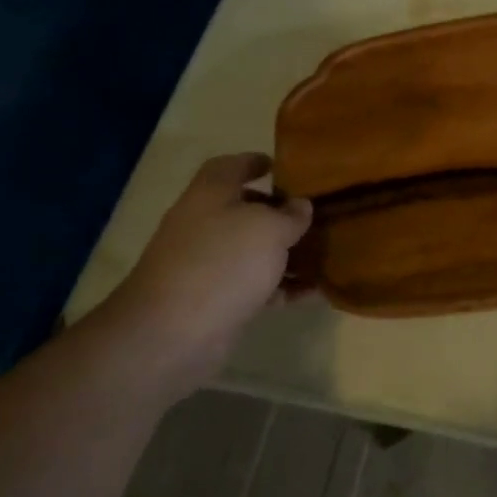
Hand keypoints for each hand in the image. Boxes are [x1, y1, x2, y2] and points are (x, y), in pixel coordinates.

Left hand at [100, 153, 312, 389]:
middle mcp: (204, 225)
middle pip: (243, 210)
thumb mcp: (269, 229)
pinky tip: (315, 292)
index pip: (230, 166)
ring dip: (286, 253)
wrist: (172, 334)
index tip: (281, 166)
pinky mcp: (216, 301)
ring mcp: (207, 265)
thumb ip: (291, 215)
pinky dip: (283, 288)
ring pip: (253, 251)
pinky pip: (257, 287)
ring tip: (324, 253)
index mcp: (210, 194)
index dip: (254, 162)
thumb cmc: (223, 263)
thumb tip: (300, 206)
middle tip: (313, 214)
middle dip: (277, 212)